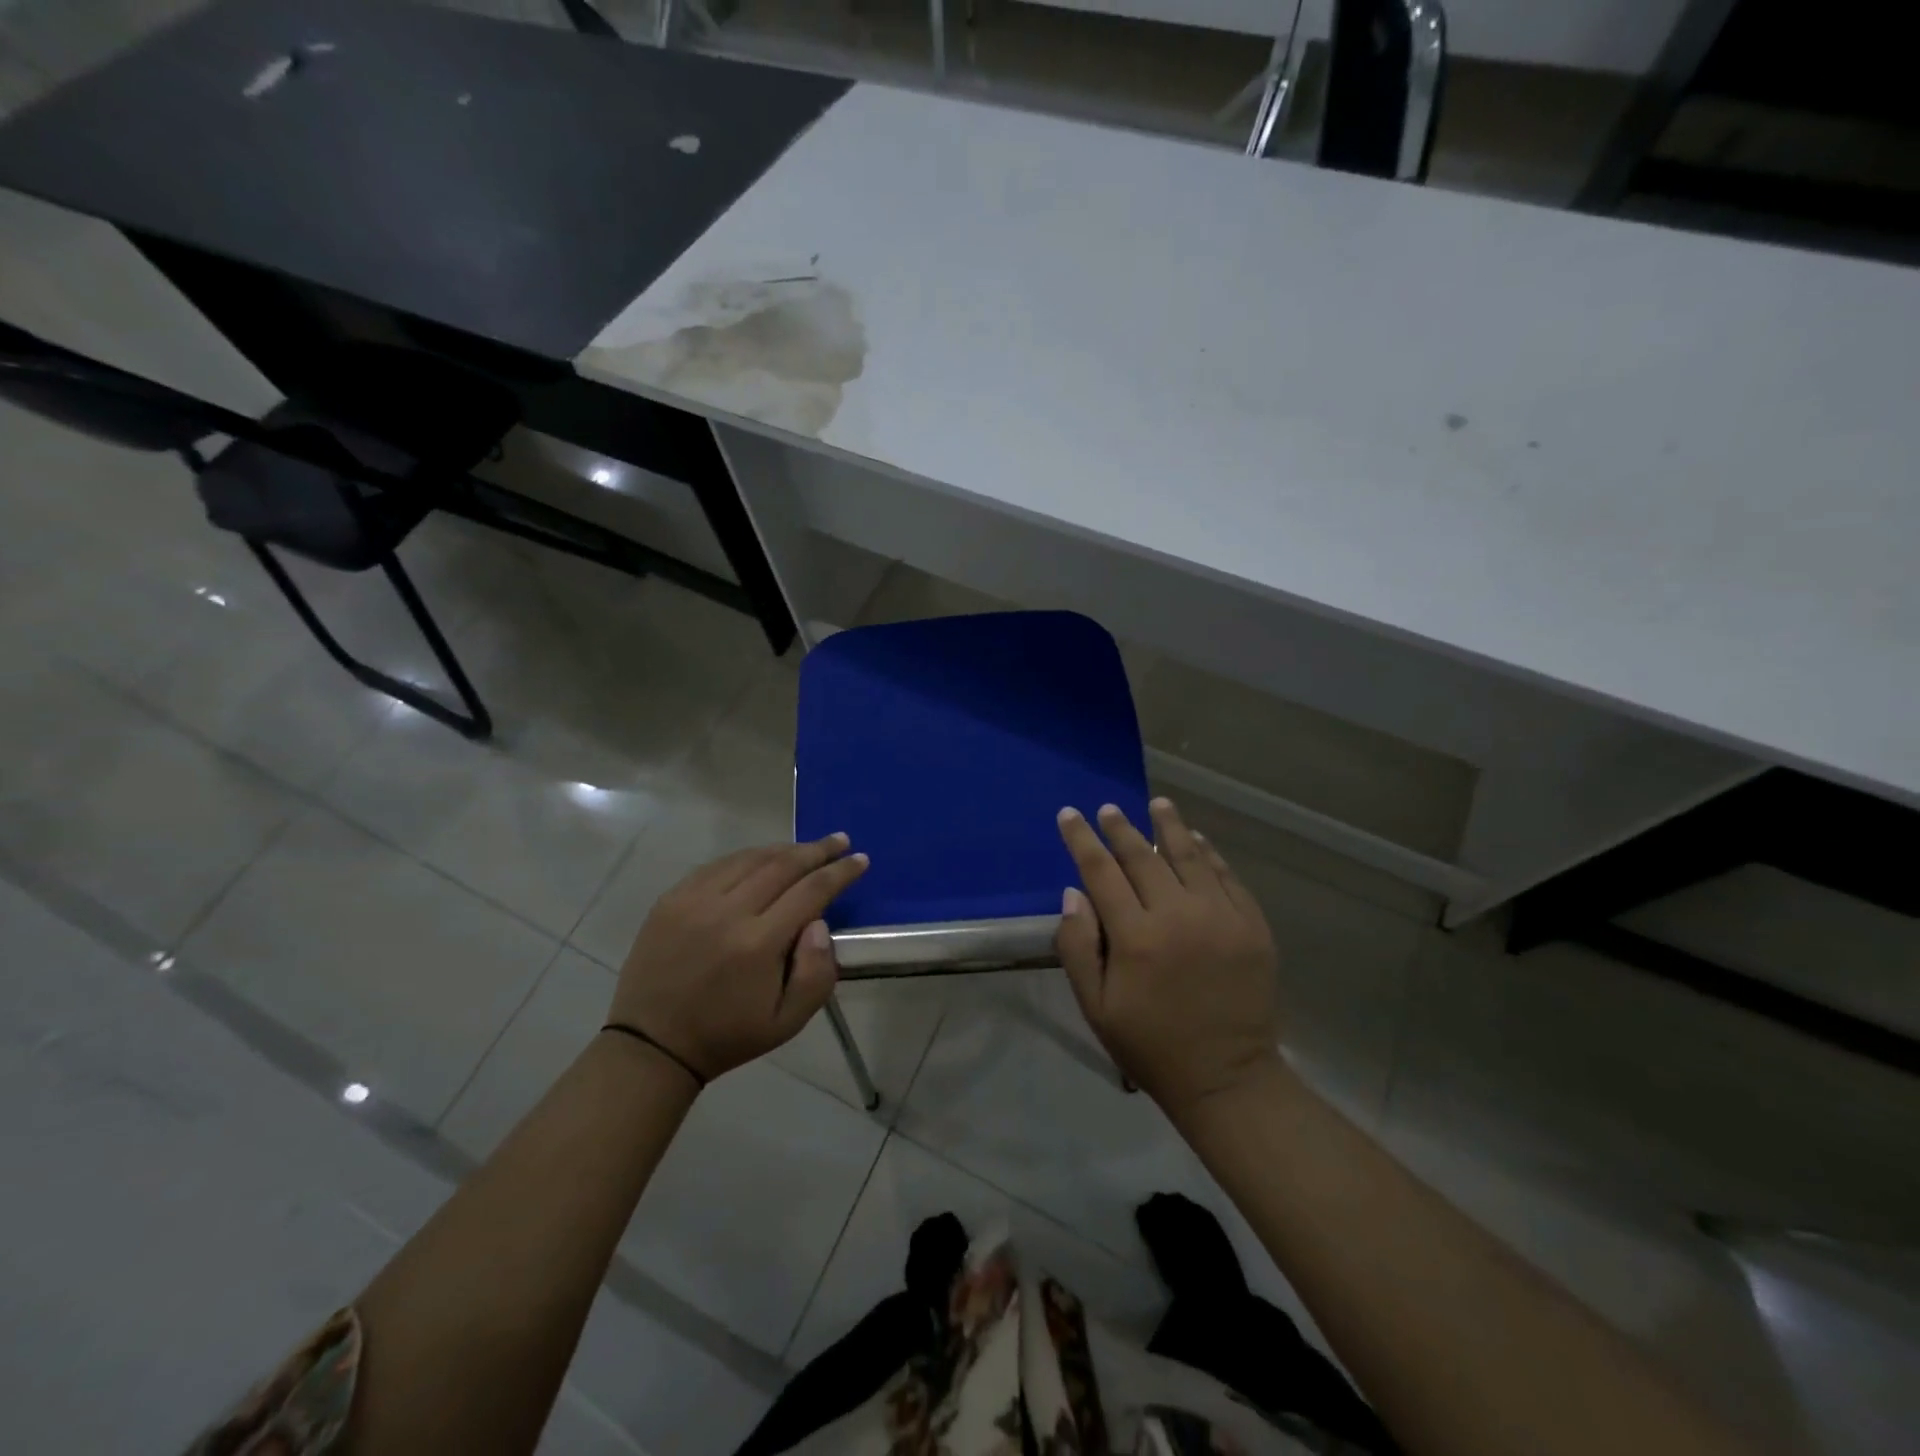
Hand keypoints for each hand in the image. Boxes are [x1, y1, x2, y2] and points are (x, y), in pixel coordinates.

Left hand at [609, 834, 868, 1084]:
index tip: (860, 859)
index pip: (811, 891)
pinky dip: (748, 856)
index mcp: (758, 944)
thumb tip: (820, 923)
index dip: (840, 872)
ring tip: (807, 848)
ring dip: (784, 849)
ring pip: (750, 858)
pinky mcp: (672, 898)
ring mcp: (695, 900)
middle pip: (783, 865)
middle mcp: (728, 911)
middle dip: (817, 850)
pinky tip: (762, 859)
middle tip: (841, 840)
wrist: (653, 1044)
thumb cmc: (728, 1035)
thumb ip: (817, 973)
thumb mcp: (788, 1022)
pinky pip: (718, 864)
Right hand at [1055, 799, 1283, 1122]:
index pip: (1101, 872)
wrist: (1227, 1077)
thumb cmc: (1151, 1045)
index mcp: (1136, 938)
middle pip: (1142, 856)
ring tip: (1157, 803)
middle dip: (1120, 828)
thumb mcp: (1097, 1006)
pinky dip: (1209, 853)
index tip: (1069, 815)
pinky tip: (1197, 839)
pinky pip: (1226, 876)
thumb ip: (1077, 946)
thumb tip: (1073, 893)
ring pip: (1189, 856)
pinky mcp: (1252, 925)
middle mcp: (1178, 915)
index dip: (1082, 840)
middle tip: (1108, 808)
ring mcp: (1221, 916)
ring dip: (1169, 826)